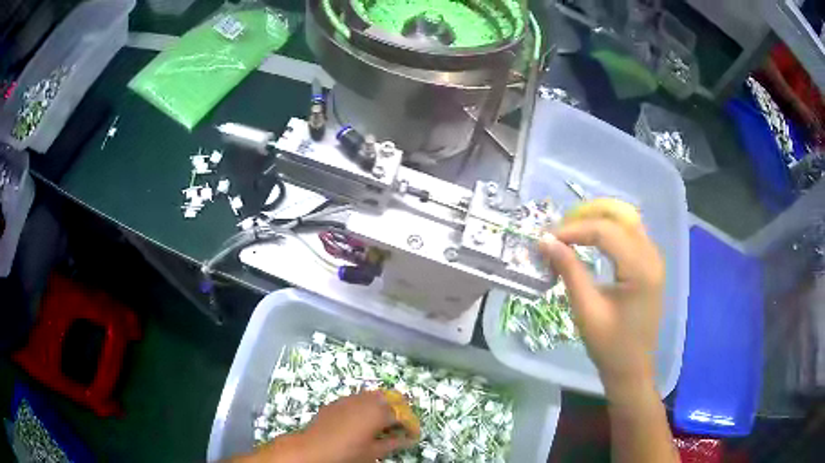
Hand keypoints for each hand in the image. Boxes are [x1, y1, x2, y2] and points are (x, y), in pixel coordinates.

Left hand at [302, 390, 418, 462]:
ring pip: (372, 395)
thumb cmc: (347, 453)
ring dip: (382, 405)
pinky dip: (366, 405)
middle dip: (398, 409)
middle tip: (401, 424)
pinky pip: (357, 399)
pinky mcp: (336, 402)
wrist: (312, 449)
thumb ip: (394, 443)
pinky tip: (363, 419)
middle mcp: (366, 400)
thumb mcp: (374, 452)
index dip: (411, 425)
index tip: (413, 435)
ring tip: (383, 421)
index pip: (402, 415)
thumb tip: (410, 440)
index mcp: (378, 413)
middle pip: (389, 397)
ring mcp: (349, 399)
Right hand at [540, 215, 663, 397]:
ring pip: (625, 220)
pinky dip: (609, 230)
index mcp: (641, 269)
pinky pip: (630, 233)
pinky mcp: (650, 264)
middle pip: (619, 217)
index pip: (606, 231)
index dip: (574, 230)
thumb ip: (569, 271)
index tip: (546, 238)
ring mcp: (654, 258)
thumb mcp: (586, 310)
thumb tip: (546, 241)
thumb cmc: (610, 346)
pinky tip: (591, 240)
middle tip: (559, 231)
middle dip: (586, 217)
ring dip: (598, 220)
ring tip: (571, 232)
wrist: (632, 369)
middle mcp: (652, 256)